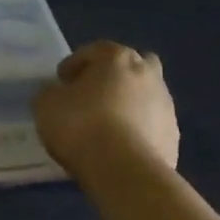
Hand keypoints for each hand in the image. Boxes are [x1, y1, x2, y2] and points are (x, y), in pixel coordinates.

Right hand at [34, 41, 179, 178]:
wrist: (124, 170)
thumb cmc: (81, 125)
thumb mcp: (45, 104)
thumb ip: (51, 92)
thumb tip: (58, 93)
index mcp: (117, 58)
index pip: (95, 50)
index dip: (75, 64)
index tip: (61, 81)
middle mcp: (147, 74)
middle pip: (132, 65)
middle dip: (114, 76)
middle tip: (93, 96)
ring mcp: (166, 106)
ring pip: (145, 96)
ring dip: (128, 104)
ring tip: (106, 127)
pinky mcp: (173, 136)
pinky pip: (151, 126)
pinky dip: (138, 131)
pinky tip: (120, 148)